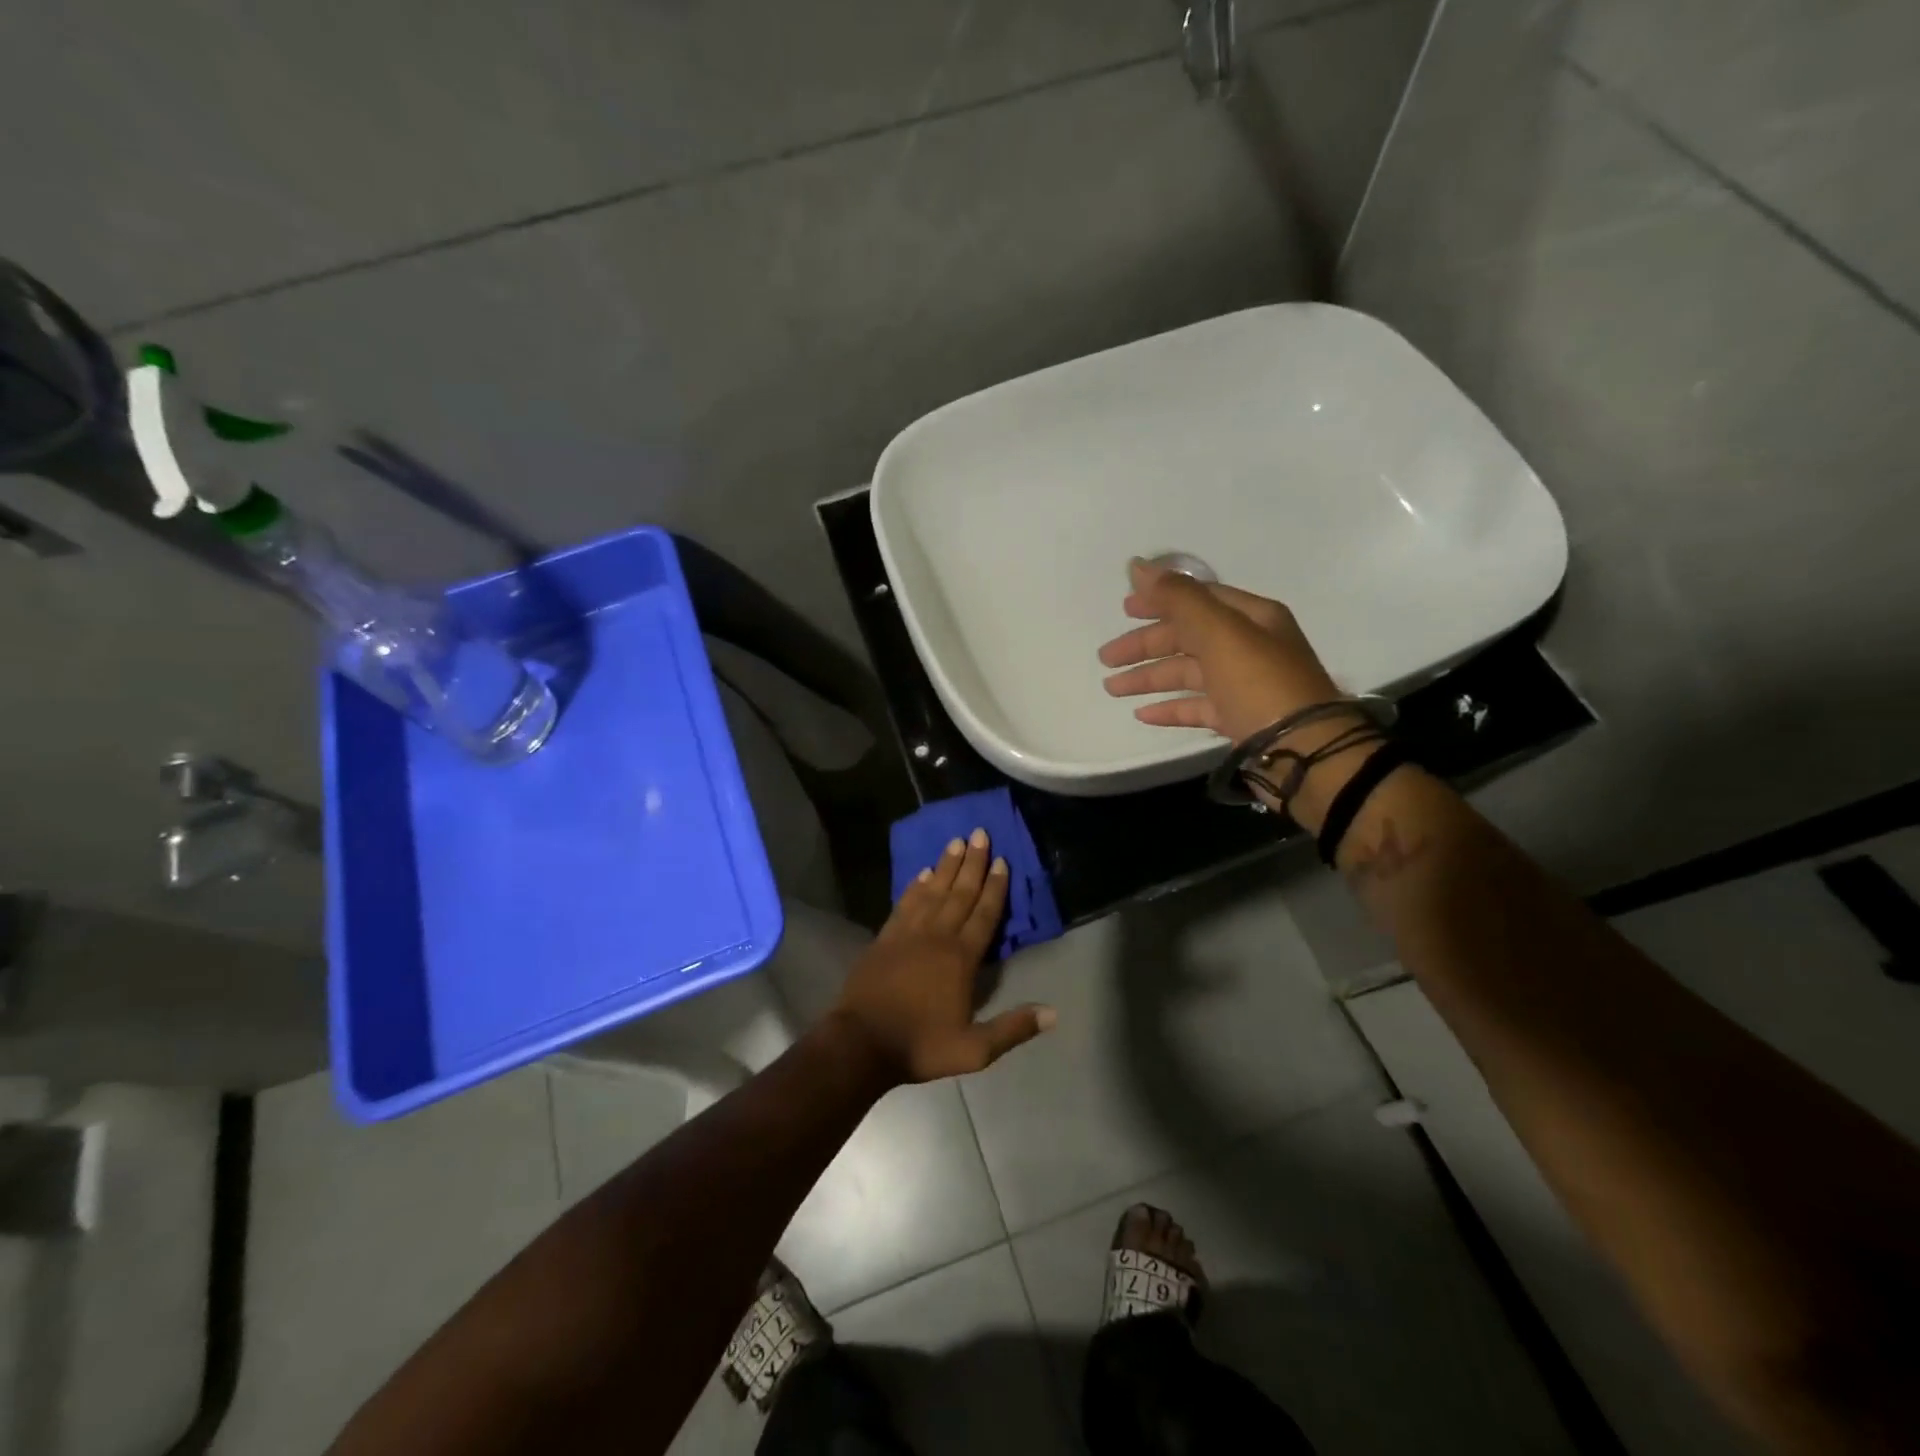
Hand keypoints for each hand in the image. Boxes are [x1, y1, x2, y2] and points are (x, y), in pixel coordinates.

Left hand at [832, 830, 1055, 1083]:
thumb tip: (1053, 1013)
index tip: (1002, 860)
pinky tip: (922, 873)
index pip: (984, 914)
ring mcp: (908, 934)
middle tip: (980, 833)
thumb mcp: (974, 1050)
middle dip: (972, 863)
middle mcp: (937, 937)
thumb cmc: (920, 1045)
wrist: (861, 1044)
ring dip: (945, 866)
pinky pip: (905, 903)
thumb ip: (1013, 1028)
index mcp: (961, 959)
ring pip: (932, 891)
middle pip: (959, 893)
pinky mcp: (885, 938)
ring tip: (955, 841)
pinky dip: (915, 886)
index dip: (995, 887)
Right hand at [1097, 559, 1341, 741]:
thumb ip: (1177, 598)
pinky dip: (1170, 707)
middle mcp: (1249, 646)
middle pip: (1187, 638)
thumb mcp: (1218, 631)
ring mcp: (1244, 685)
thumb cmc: (1259, 682)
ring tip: (1112, 688)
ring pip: (1187, 674)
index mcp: (1251, 617)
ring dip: (1148, 678)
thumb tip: (1137, 566)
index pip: (1199, 599)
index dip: (1160, 600)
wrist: (1301, 748)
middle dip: (1145, 645)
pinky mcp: (1238, 718)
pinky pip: (1197, 707)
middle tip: (1106, 658)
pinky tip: (1143, 714)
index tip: (1123, 609)